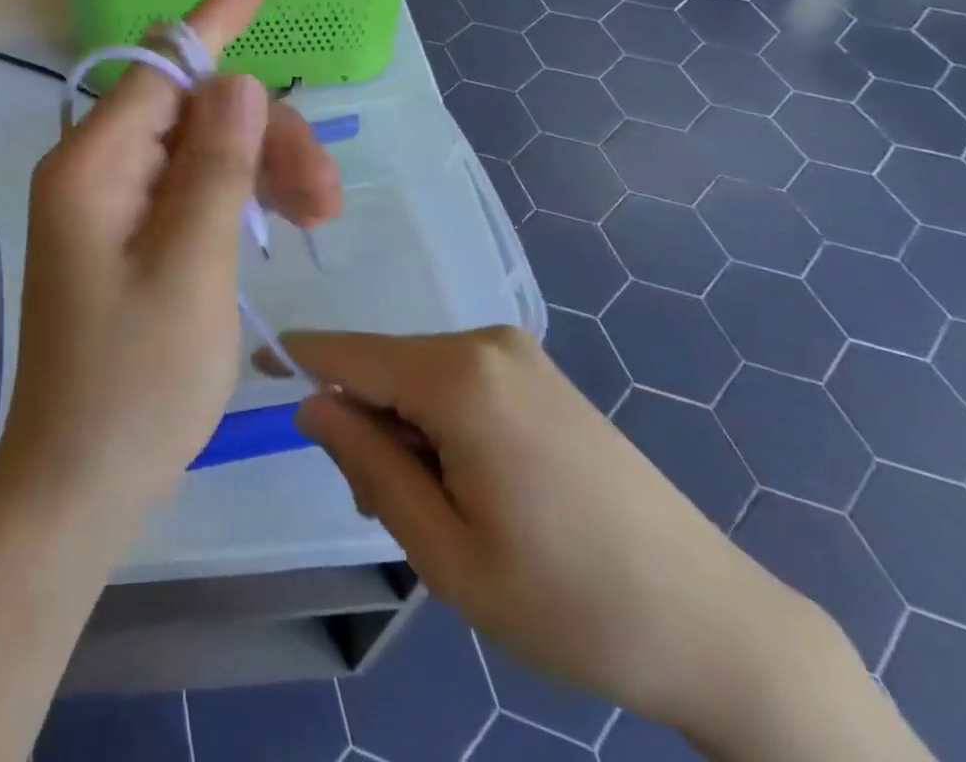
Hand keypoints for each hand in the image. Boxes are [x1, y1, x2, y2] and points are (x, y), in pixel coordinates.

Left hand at [0, 0, 342, 518]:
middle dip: (264, 134)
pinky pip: (190, 189)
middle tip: (326, 194)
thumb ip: (214, 167)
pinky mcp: (129, 236)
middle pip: (192, 113)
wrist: (81, 481)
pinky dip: (239, 196)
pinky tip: (280, 220)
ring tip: (319, 215)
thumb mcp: (191, 268)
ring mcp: (112, 205)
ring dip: (262, 167)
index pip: (160, 68)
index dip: (211, 25)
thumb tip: (235, 81)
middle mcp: (96, 171)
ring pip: (201, 150)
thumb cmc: (135, 385)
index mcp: (94, 166)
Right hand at [278, 327, 836, 742]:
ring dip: (404, 431)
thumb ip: (369, 465)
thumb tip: (313, 404)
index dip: (294, 357)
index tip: (251, 368)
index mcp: (459, 378)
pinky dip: (439, 424)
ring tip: (441, 514)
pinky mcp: (537, 373)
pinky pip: (458, 382)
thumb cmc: (569, 602)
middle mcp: (484, 343)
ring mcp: (517, 354)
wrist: (713, 622)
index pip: (347, 351)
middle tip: (388, 511)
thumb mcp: (446, 553)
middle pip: (384, 366)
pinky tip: (473, 485)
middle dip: (364, 423)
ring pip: (419, 376)